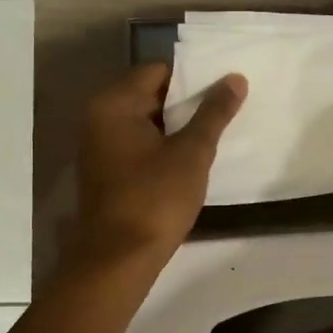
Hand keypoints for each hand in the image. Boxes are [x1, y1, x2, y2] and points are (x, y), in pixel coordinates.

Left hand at [73, 64, 245, 266]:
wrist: (117, 261)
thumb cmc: (154, 200)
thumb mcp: (192, 153)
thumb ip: (214, 112)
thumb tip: (235, 78)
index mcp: (114, 104)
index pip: (158, 71)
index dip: (193, 79)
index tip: (223, 91)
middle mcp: (99, 118)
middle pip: (150, 94)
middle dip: (187, 103)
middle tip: (225, 111)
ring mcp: (98, 146)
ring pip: (146, 122)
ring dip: (176, 127)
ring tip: (214, 135)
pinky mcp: (105, 170)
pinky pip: (138, 144)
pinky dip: (162, 146)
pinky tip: (189, 160)